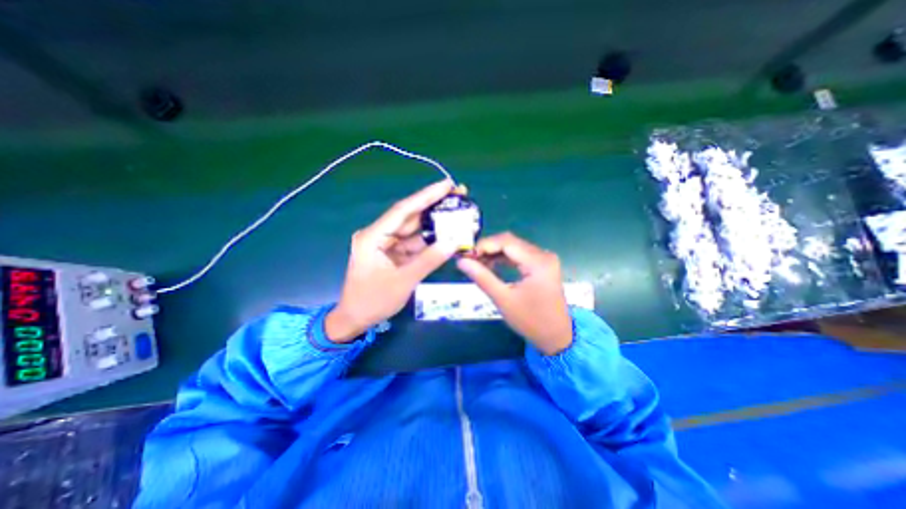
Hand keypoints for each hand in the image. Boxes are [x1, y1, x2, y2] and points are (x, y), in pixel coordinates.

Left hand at [323, 180, 459, 344]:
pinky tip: (444, 235)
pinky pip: (412, 243)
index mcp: (373, 237)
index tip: (446, 184)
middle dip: (433, 206)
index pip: (403, 210)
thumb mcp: (403, 282)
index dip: (426, 196)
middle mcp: (378, 235)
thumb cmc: (373, 301)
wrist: (355, 319)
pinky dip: (428, 241)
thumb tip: (453, 243)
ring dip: (433, 223)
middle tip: (457, 195)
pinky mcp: (391, 253)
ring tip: (455, 212)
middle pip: (409, 216)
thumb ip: (428, 261)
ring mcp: (385, 244)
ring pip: (412, 230)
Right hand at [456, 233, 567, 354]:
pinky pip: (519, 255)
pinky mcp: (542, 265)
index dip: (484, 245)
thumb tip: (461, 261)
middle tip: (469, 259)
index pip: (506, 241)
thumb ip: (482, 277)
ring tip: (477, 263)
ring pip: (514, 247)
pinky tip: (491, 265)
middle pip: (510, 242)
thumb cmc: (531, 321)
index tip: (466, 255)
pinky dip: (504, 258)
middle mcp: (544, 255)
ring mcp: (544, 259)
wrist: (557, 336)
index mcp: (538, 262)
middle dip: (488, 248)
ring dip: (494, 252)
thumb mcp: (503, 299)